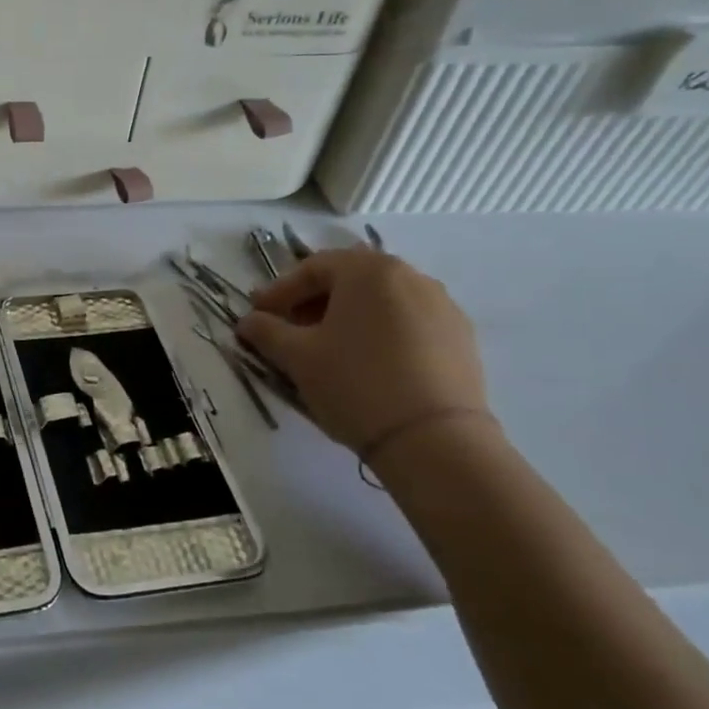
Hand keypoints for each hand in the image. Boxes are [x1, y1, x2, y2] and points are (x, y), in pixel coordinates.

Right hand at [237, 249, 492, 455]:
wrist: (434, 440)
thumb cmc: (355, 383)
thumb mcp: (297, 356)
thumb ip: (266, 331)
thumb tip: (248, 321)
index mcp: (369, 270)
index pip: (312, 268)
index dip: (279, 292)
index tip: (257, 316)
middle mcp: (410, 276)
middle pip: (349, 280)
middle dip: (313, 302)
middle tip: (288, 330)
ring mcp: (442, 306)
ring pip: (380, 302)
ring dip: (346, 317)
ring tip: (326, 349)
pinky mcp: (460, 338)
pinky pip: (407, 323)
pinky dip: (379, 334)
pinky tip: (366, 364)